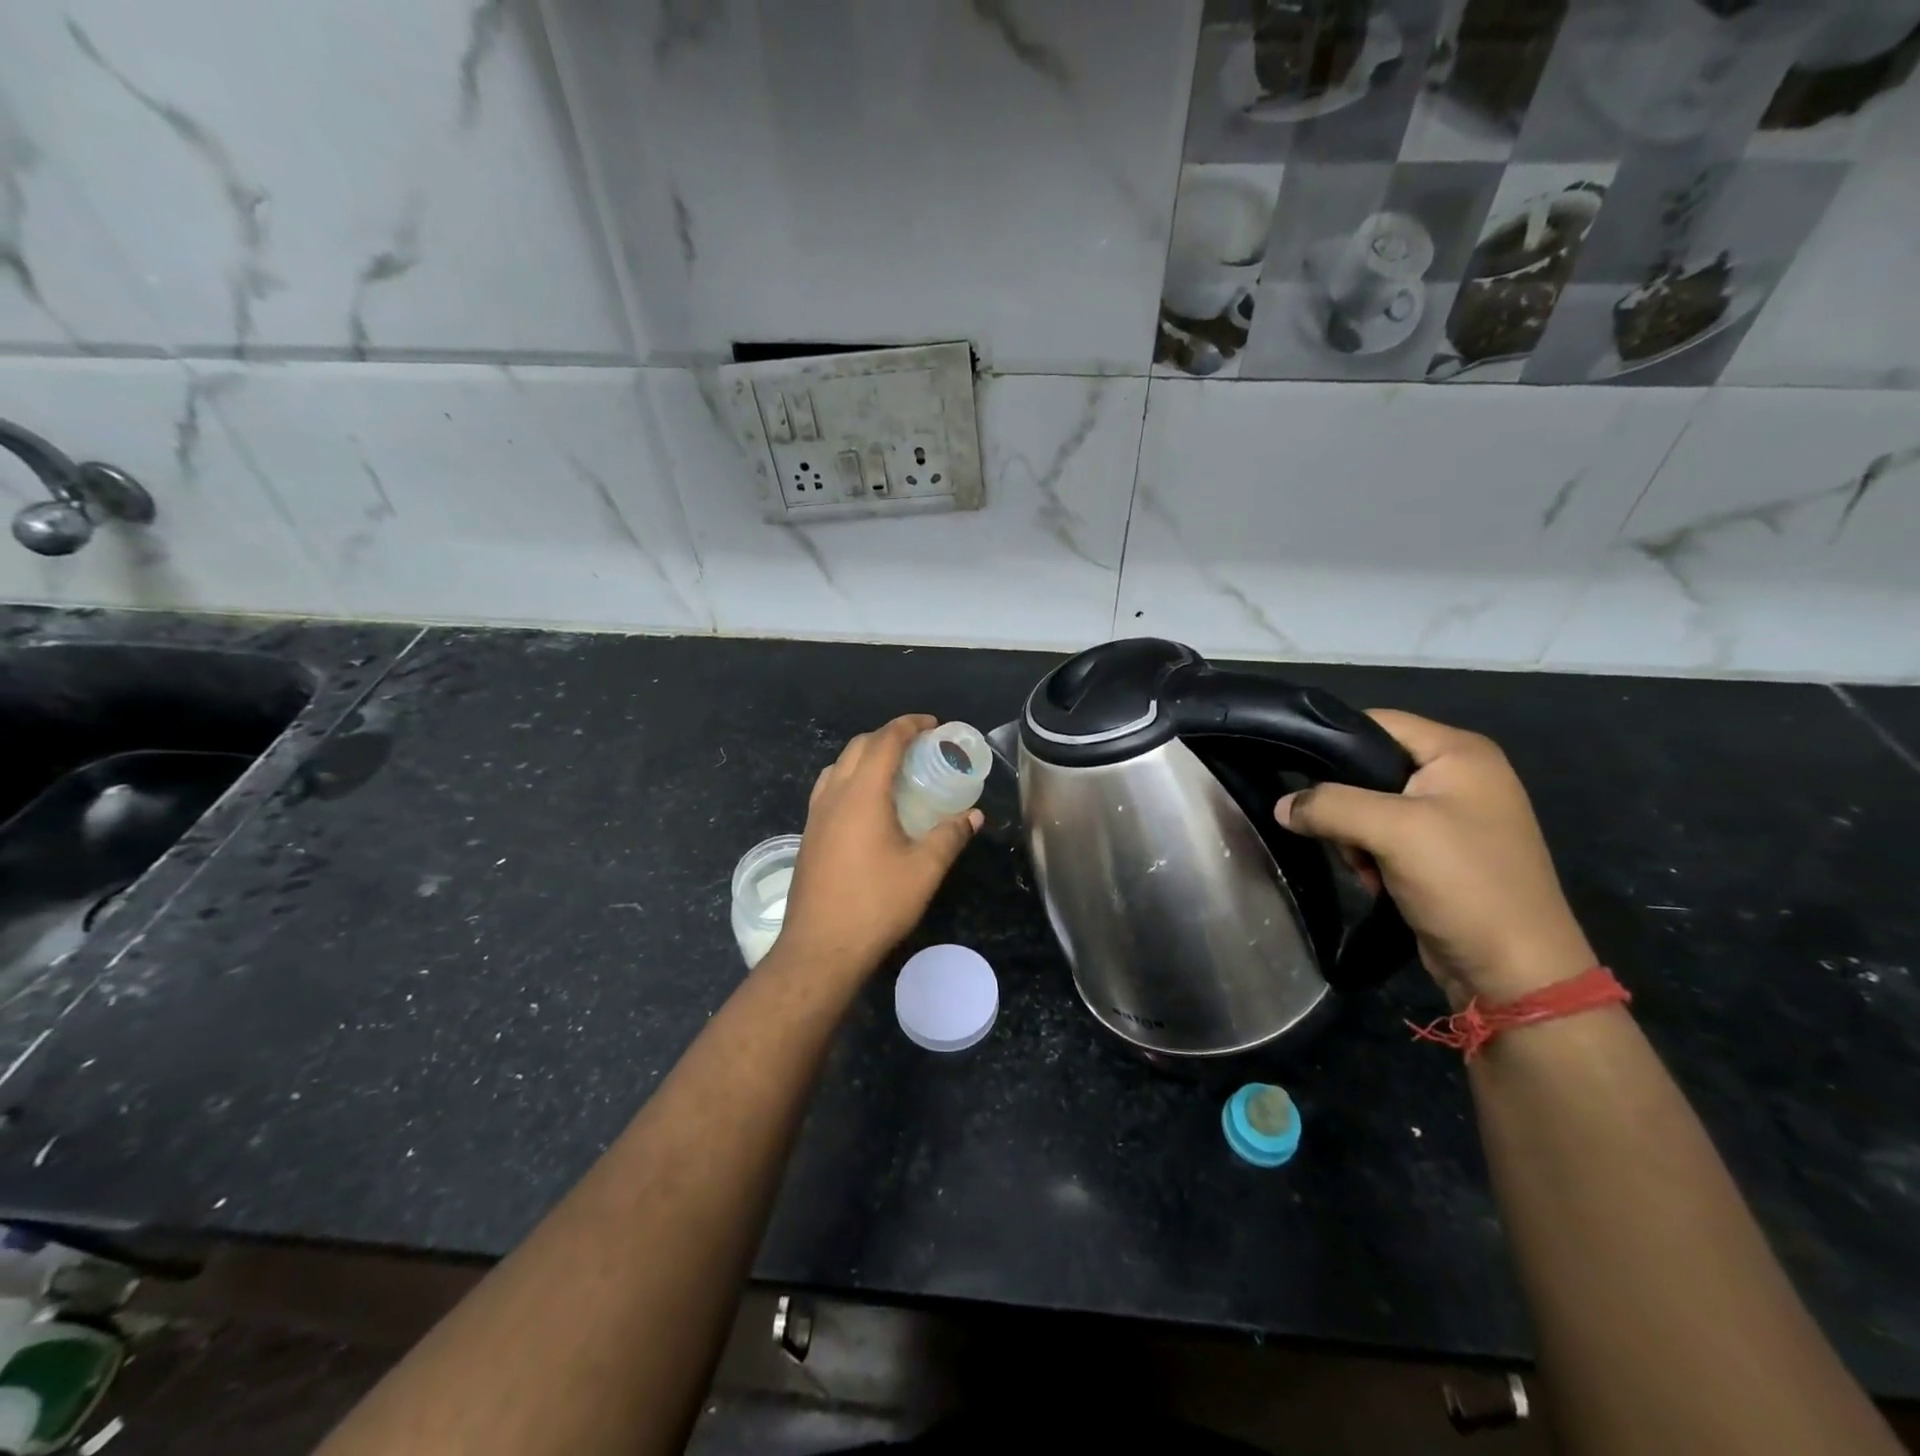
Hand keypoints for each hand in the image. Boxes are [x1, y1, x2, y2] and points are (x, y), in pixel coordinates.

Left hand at [776, 715, 981, 977]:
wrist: (820, 948)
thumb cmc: (876, 904)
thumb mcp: (925, 870)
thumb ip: (950, 836)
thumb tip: (973, 816)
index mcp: (862, 794)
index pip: (885, 741)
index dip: (910, 725)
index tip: (933, 724)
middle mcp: (834, 795)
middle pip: (859, 746)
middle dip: (889, 736)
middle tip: (920, 746)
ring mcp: (816, 815)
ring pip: (839, 766)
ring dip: (866, 756)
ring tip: (894, 770)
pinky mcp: (809, 835)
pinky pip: (829, 789)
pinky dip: (851, 779)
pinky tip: (868, 805)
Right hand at [1276, 711, 1594, 1006]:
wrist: (1515, 972)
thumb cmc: (1464, 883)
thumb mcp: (1392, 831)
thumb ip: (1329, 805)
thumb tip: (1281, 806)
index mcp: (1460, 753)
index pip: (1377, 722)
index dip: (1332, 741)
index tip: (1293, 768)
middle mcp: (1459, 776)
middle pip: (1370, 765)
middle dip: (1343, 800)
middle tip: (1336, 831)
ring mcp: (1452, 816)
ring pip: (1370, 805)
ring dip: (1353, 834)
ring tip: (1362, 864)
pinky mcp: (1441, 852)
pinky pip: (1385, 836)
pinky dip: (1369, 855)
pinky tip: (1374, 879)